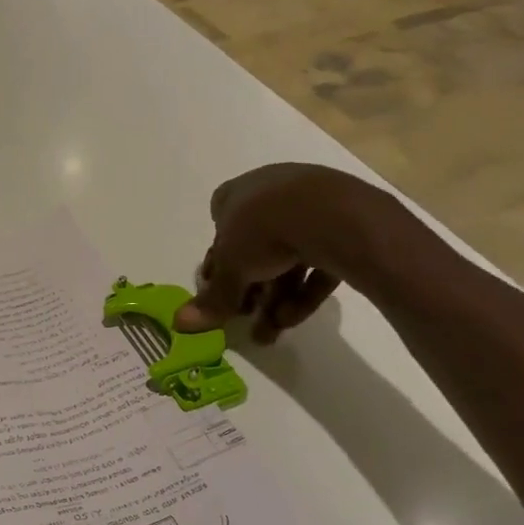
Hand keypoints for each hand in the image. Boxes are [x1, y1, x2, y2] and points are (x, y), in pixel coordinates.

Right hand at [174, 163, 399, 343]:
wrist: (333, 217)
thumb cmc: (265, 230)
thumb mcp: (230, 269)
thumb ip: (211, 298)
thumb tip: (180, 323)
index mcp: (239, 192)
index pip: (220, 222)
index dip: (218, 257)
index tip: (218, 286)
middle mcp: (273, 193)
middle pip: (254, 245)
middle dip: (248, 285)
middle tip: (243, 314)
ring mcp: (311, 206)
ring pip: (287, 257)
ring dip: (275, 297)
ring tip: (269, 332)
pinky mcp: (343, 226)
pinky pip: (317, 261)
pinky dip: (303, 291)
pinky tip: (291, 320)